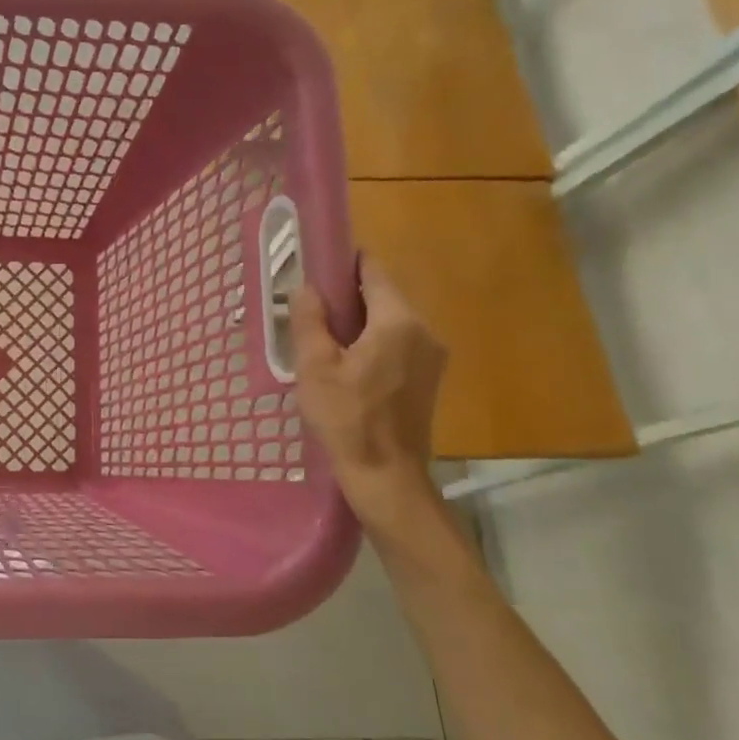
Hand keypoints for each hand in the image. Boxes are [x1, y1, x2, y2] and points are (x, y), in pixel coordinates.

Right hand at [289, 256, 446, 522]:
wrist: (386, 476)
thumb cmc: (346, 418)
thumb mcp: (315, 367)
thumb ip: (310, 321)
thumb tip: (306, 287)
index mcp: (398, 321)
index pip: (374, 271)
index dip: (345, 263)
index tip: (317, 267)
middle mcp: (423, 331)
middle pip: (383, 296)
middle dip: (348, 298)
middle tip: (311, 312)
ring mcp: (432, 356)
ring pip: (390, 322)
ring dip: (360, 323)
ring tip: (324, 343)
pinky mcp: (429, 378)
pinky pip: (399, 345)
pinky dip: (373, 344)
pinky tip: (347, 367)